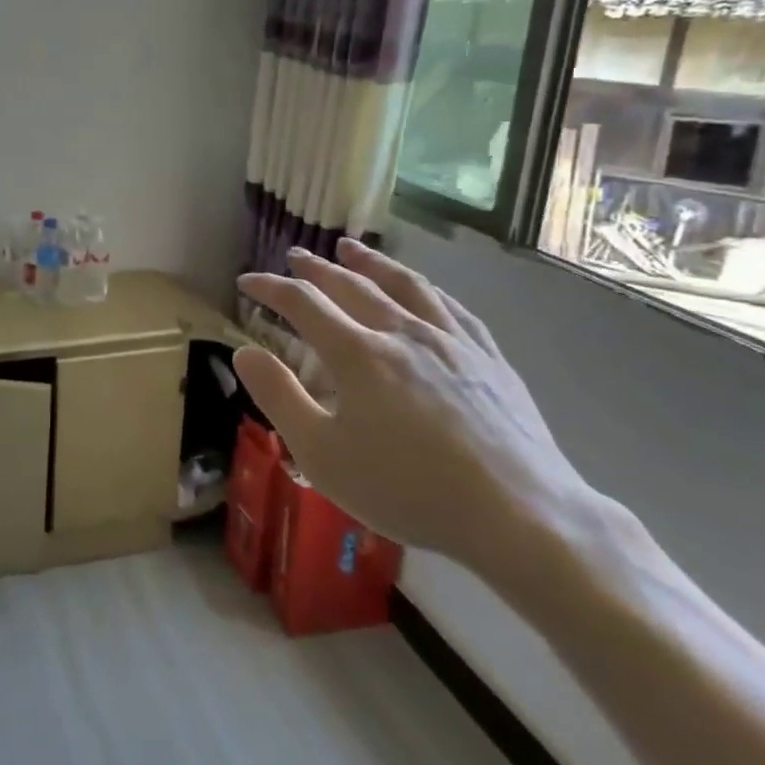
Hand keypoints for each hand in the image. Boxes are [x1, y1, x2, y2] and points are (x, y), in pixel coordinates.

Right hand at [234, 240, 600, 577]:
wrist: (521, 515)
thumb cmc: (408, 489)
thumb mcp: (322, 455)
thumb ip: (279, 397)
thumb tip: (243, 352)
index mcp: (359, 354)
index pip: (303, 304)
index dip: (271, 288)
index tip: (247, 282)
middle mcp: (403, 333)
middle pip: (353, 285)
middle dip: (317, 268)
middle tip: (295, 255)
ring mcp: (453, 342)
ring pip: (405, 285)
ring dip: (372, 263)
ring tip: (352, 248)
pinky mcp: (490, 359)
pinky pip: (452, 308)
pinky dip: (426, 289)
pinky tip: (423, 289)